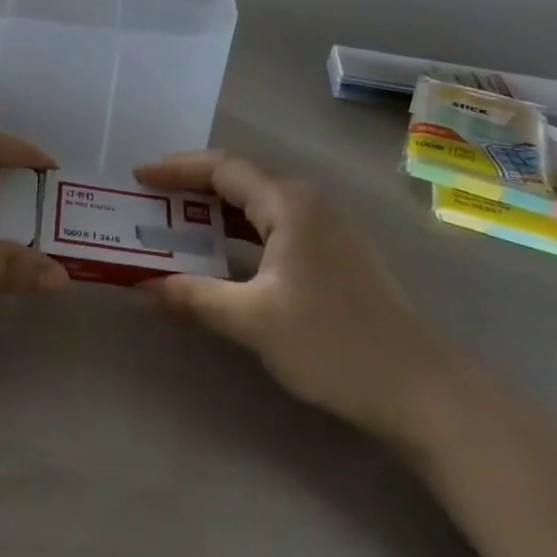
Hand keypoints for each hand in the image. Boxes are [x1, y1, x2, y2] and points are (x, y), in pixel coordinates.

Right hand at [135, 151, 458, 439]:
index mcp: (290, 204)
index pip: (223, 168)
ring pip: (258, 205)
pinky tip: (220, 255)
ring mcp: (326, 229)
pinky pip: (274, 227)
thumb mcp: (252, 320)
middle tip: (149, 200)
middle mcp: (309, 204)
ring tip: (173, 223)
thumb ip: (193, 297)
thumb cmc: (331, 343)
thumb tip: (139, 287)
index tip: (138, 178)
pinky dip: (238, 233)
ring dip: (214, 212)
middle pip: (240, 180)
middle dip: (191, 187)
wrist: (418, 388)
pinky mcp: (333, 255)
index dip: (176, 169)